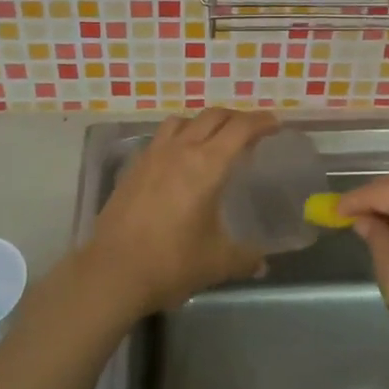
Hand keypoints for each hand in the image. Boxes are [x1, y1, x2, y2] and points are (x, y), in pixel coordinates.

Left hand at [79, 108, 277, 320]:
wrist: (113, 272)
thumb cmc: (172, 262)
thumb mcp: (218, 262)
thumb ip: (245, 258)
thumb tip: (262, 263)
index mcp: (207, 165)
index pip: (240, 128)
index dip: (261, 122)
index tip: (275, 125)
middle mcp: (180, 150)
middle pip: (212, 116)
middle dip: (236, 117)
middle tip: (250, 131)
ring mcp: (152, 156)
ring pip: (182, 121)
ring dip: (203, 123)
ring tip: (213, 140)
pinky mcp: (133, 168)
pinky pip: (160, 138)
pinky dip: (178, 138)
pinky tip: (179, 161)